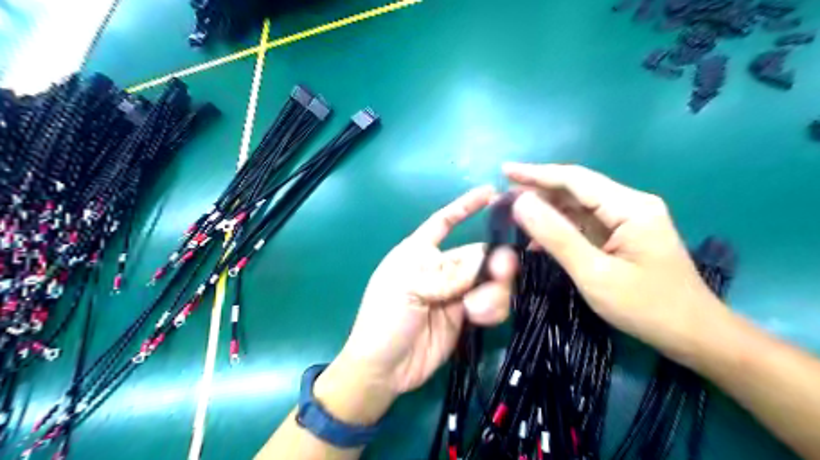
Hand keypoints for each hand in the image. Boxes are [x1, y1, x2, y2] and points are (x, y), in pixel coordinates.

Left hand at [329, 187, 513, 401]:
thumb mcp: (409, 288)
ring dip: (492, 291)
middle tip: (502, 272)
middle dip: (494, 262)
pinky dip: (492, 308)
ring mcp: (455, 292)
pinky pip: (491, 303)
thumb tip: (485, 261)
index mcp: (419, 252)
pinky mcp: (466, 315)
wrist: (385, 368)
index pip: (444, 222)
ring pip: (489, 280)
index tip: (491, 193)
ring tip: (475, 309)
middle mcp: (440, 268)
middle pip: (477, 255)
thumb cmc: (385, 318)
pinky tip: (478, 318)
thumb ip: (448, 274)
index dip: (465, 206)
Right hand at [504, 162, 726, 362]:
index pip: (574, 179)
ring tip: (513, 216)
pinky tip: (538, 239)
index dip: (536, 174)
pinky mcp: (624, 236)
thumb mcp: (594, 273)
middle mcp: (630, 205)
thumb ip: (556, 236)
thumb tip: (521, 203)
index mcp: (629, 207)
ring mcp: (628, 221)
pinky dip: (560, 229)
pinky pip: (585, 224)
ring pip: (578, 207)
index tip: (504, 170)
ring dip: (546, 210)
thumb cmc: (647, 307)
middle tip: (502, 199)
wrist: (695, 336)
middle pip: (576, 189)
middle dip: (538, 191)